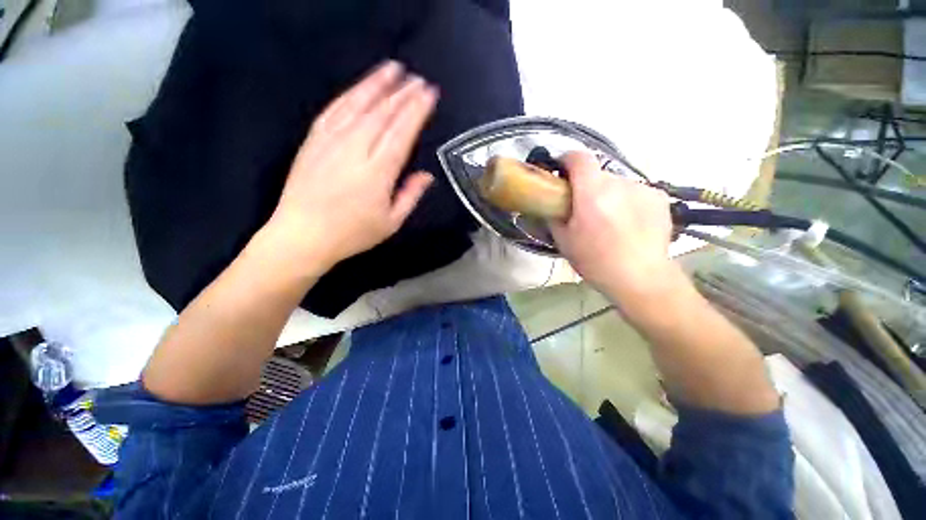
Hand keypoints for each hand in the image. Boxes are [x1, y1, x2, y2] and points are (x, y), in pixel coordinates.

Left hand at [267, 61, 437, 272]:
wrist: (302, 235)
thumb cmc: (352, 233)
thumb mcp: (391, 222)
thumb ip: (410, 195)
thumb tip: (426, 175)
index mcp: (378, 171)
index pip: (401, 132)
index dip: (416, 110)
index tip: (429, 93)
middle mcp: (355, 149)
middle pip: (382, 113)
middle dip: (402, 93)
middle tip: (418, 79)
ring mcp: (331, 141)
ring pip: (357, 104)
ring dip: (376, 84)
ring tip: (392, 68)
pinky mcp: (313, 140)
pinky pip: (333, 110)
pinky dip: (349, 95)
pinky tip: (360, 87)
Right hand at [550, 152, 676, 299]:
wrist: (641, 278)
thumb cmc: (595, 261)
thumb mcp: (563, 241)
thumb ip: (554, 215)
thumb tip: (551, 202)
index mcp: (593, 193)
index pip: (579, 158)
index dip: (566, 160)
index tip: (560, 172)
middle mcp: (619, 184)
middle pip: (597, 174)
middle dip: (586, 186)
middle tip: (582, 209)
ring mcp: (643, 189)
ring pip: (616, 184)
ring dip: (607, 195)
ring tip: (608, 220)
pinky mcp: (659, 197)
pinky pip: (634, 192)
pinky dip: (626, 201)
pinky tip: (627, 223)